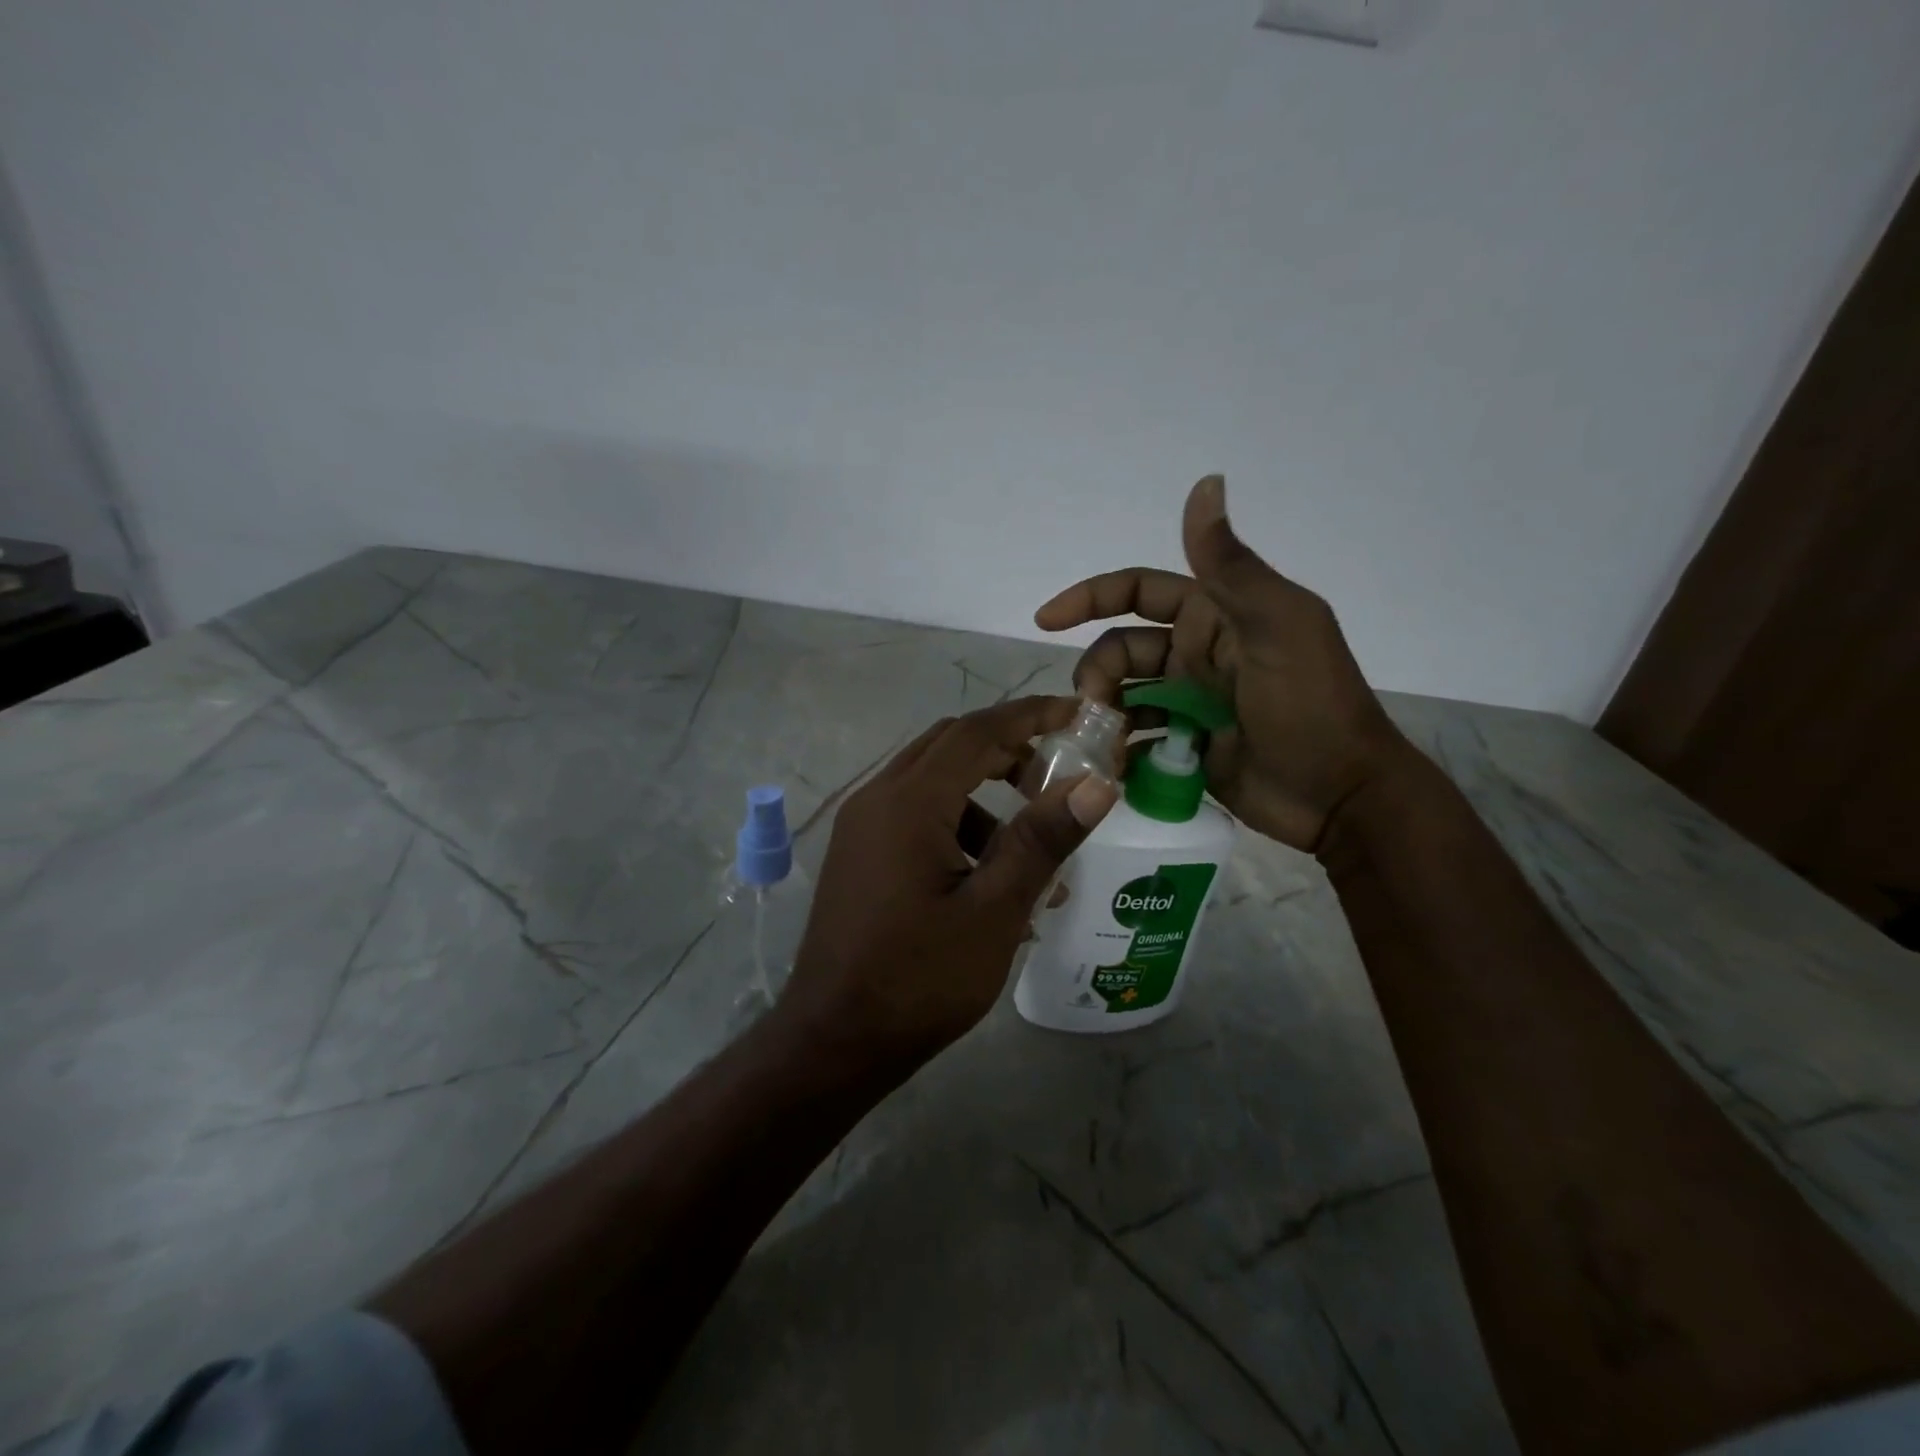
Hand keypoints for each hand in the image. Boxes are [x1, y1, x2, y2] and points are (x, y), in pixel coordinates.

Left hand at [779, 697, 1120, 1065]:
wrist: (834, 1040)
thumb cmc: (919, 979)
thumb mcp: (994, 911)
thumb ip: (1042, 840)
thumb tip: (1096, 785)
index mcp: (909, 802)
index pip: (976, 731)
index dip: (1029, 715)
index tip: (1075, 714)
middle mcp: (878, 799)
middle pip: (949, 746)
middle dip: (1006, 749)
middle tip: (1055, 775)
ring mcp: (861, 827)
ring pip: (931, 782)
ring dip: (982, 796)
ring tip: (1027, 848)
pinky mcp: (859, 854)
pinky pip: (913, 816)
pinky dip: (955, 826)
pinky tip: (985, 880)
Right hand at [1034, 475, 1411, 851]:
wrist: (1340, 796)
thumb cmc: (1310, 706)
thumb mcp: (1275, 627)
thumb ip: (1230, 565)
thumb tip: (1205, 481)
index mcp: (1215, 616)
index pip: (1138, 592)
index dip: (1090, 598)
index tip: (1046, 620)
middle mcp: (1197, 654)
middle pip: (1120, 649)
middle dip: (1096, 673)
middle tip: (1092, 711)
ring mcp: (1191, 703)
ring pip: (1123, 695)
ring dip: (1102, 712)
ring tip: (1100, 744)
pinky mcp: (1187, 747)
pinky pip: (1138, 739)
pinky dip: (1120, 749)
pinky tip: (1113, 767)